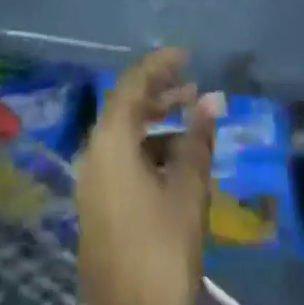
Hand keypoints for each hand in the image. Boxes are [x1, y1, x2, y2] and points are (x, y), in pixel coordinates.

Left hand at [76, 49, 216, 304]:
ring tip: (192, 125)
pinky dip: (147, 151)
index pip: (132, 84)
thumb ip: (198, 140)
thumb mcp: (187, 191)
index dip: (159, 65)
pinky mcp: (98, 209)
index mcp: (109, 140)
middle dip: (160, 94)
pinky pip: (121, 161)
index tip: (187, 55)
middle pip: (126, 108)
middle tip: (193, 88)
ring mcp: (92, 183)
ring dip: (156, 125)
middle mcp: (94, 153)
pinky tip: (176, 165)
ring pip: (124, 136)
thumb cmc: (160, 249)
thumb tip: (211, 98)